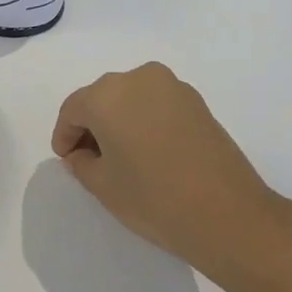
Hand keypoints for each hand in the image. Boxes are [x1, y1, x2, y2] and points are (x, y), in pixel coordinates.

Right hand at [52, 63, 281, 273]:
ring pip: (131, 98)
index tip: (66, 159)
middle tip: (90, 159)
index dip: (64, 135)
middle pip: (102, 98)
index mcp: (107, 95)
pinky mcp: (196, 100)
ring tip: (122, 157)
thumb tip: (81, 153)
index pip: (73, 109)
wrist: (227, 213)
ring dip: (120, 120)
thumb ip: (82, 163)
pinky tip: (149, 151)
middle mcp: (138, 79)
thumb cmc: (154, 199)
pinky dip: (145, 120)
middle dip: (91, 125)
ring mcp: (172, 86)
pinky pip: (157, 104)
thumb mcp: (104, 186)